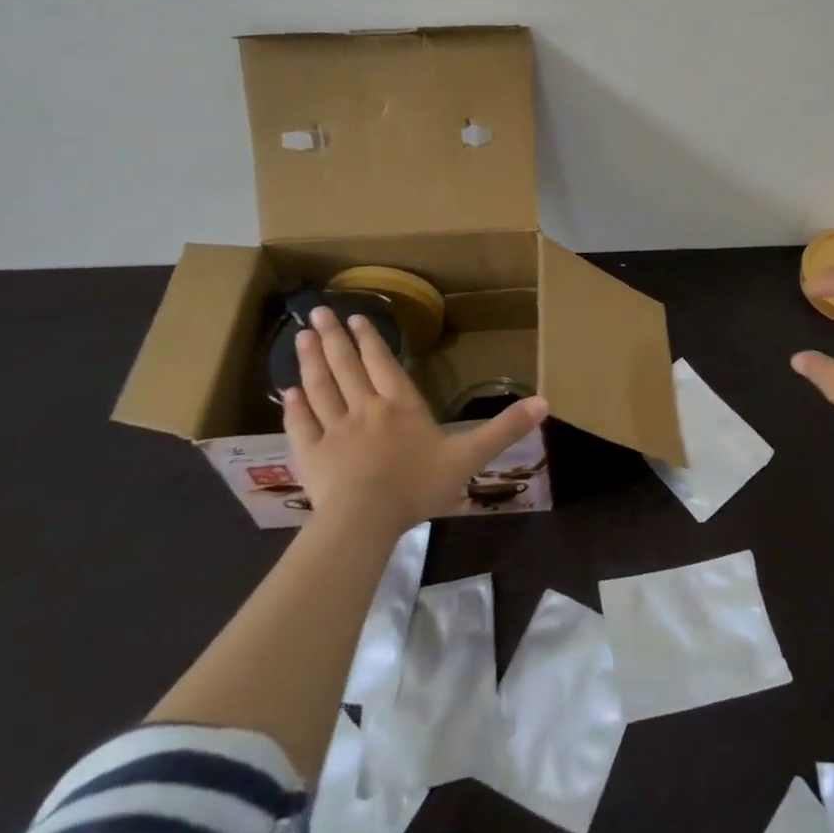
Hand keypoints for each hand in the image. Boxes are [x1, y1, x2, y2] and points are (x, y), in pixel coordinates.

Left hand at [283, 306, 547, 531]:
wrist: (365, 520)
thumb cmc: (418, 485)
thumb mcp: (470, 457)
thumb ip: (504, 429)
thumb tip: (545, 402)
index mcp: (400, 405)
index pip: (383, 364)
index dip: (370, 340)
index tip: (356, 317)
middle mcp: (364, 408)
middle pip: (346, 367)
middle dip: (334, 337)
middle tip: (318, 312)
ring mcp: (333, 431)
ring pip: (321, 388)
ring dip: (312, 360)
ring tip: (302, 336)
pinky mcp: (310, 456)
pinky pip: (301, 425)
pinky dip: (294, 407)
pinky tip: (288, 391)